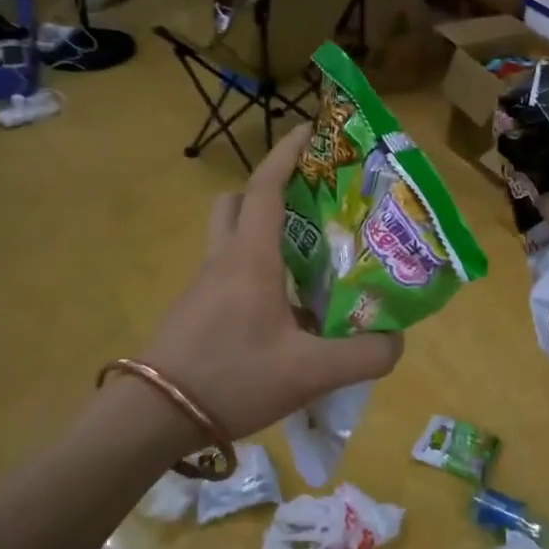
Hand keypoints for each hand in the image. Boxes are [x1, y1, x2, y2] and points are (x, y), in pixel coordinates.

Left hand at [137, 125, 402, 436]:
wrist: (151, 418)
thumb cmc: (231, 377)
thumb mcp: (309, 372)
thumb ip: (363, 356)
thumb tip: (397, 342)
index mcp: (250, 257)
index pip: (266, 186)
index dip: (288, 152)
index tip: (311, 130)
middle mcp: (222, 260)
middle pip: (237, 203)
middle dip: (269, 192)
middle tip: (309, 207)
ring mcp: (202, 287)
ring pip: (230, 240)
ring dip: (263, 237)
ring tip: (308, 264)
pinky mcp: (193, 313)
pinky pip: (227, 275)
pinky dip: (255, 275)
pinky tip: (284, 315)